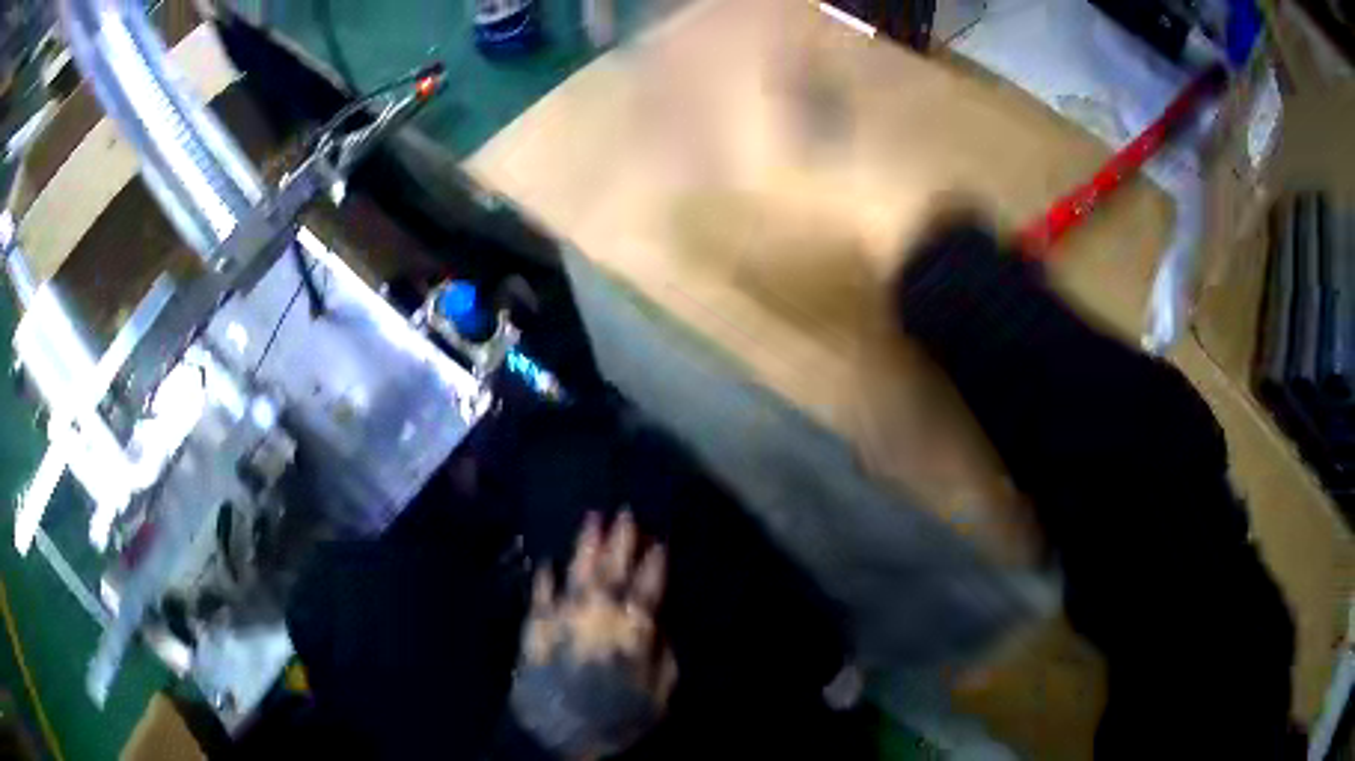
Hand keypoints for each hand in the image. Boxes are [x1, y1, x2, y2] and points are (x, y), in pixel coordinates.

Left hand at [510, 511, 676, 759]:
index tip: (658, 539)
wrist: (557, 733)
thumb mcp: (657, 697)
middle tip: (625, 512)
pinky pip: (541, 594)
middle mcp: (598, 617)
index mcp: (631, 633)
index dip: (654, 563)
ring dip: (585, 545)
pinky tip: (547, 561)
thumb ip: (662, 658)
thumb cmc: (615, 719)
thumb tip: (659, 626)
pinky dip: (544, 578)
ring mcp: (563, 617)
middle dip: (620, 541)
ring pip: (577, 572)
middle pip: (613, 571)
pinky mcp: (536, 626)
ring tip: (592, 518)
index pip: (647, 588)